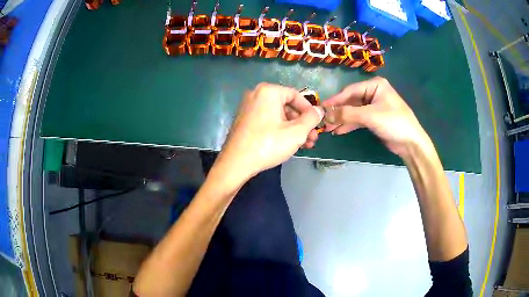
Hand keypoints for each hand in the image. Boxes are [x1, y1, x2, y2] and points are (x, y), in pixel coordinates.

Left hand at [216, 83, 323, 181]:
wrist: (236, 163)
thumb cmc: (268, 144)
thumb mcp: (296, 132)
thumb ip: (311, 119)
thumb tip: (320, 110)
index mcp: (268, 92)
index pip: (296, 95)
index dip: (309, 110)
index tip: (317, 124)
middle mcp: (256, 95)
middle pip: (287, 106)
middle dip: (302, 123)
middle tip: (312, 138)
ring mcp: (249, 108)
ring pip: (278, 116)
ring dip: (293, 129)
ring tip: (305, 145)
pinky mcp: (245, 121)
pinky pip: (268, 121)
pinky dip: (280, 130)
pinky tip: (290, 144)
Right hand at [322, 77, 431, 157]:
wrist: (411, 143)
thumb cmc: (394, 122)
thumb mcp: (370, 116)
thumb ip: (347, 114)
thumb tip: (325, 114)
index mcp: (375, 85)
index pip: (350, 91)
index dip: (335, 100)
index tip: (321, 108)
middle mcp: (373, 93)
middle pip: (350, 101)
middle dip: (338, 112)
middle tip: (324, 121)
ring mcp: (374, 106)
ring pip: (353, 111)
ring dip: (342, 120)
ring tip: (328, 129)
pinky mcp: (374, 118)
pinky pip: (358, 119)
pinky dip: (349, 125)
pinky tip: (339, 131)